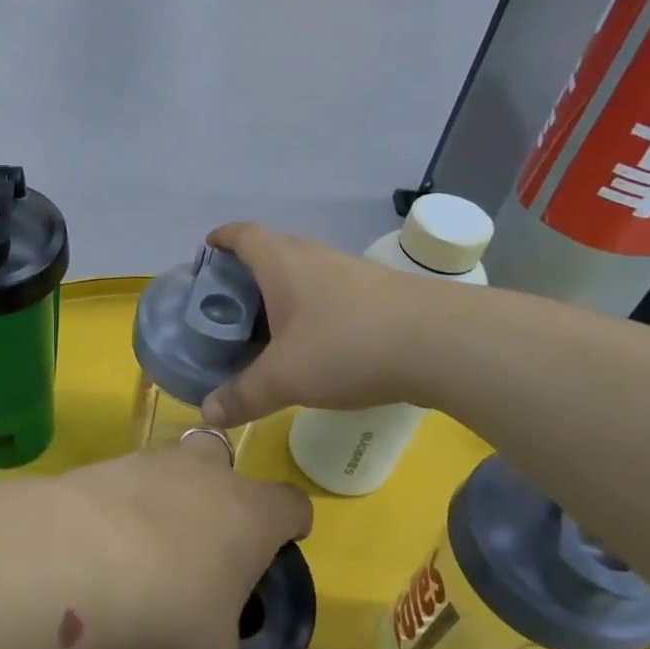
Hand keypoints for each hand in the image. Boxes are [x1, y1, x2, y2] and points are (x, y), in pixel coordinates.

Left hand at [68, 432, 310, 648]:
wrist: (77, 560)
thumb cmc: (167, 614)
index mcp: (251, 516)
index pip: (293, 504)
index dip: (290, 526)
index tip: (277, 551)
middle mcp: (206, 475)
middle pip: (225, 467)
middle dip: (219, 498)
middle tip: (203, 550)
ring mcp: (150, 462)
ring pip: (168, 471)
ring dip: (162, 505)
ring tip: (139, 561)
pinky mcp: (101, 465)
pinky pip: (120, 485)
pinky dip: (115, 512)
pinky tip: (97, 554)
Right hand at [200, 222, 447, 425]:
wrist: (442, 343)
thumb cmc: (347, 346)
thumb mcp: (285, 378)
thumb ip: (244, 395)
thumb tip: (207, 414)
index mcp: (282, 263)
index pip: (244, 234)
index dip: (222, 238)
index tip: (208, 250)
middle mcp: (315, 257)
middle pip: (274, 250)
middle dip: (249, 270)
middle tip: (232, 303)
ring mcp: (352, 272)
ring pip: (306, 271)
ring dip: (285, 290)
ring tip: (270, 325)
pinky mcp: (381, 293)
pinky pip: (333, 291)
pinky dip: (315, 307)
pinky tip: (318, 340)